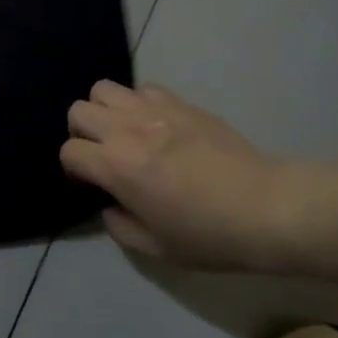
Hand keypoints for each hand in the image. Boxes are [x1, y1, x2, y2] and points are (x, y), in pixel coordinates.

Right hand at [61, 81, 298, 269]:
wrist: (268, 208)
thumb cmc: (209, 235)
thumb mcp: (155, 248)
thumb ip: (118, 226)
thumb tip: (110, 206)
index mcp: (116, 166)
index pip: (69, 152)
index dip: (73, 170)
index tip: (91, 186)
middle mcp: (128, 130)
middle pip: (79, 111)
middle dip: (81, 133)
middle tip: (103, 156)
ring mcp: (155, 110)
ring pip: (104, 89)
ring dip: (105, 110)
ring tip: (124, 133)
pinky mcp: (182, 103)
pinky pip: (143, 89)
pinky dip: (138, 104)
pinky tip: (155, 126)